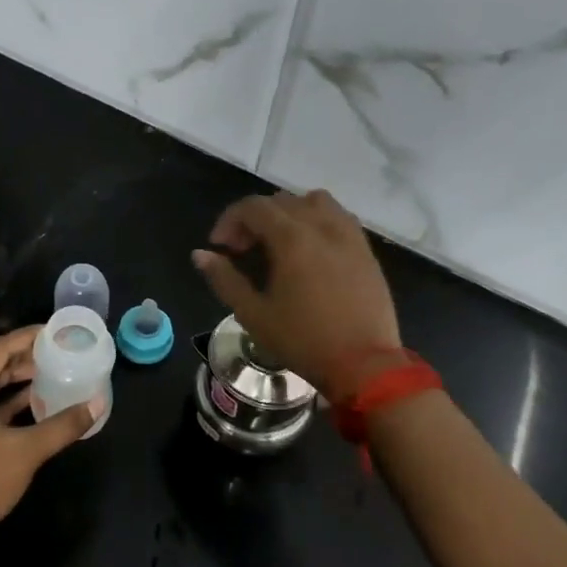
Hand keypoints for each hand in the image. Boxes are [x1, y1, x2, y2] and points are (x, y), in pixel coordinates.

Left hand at [0, 326, 98, 558]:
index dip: (23, 339)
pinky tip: (29, 400)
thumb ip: (63, 425)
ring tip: (45, 371)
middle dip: (18, 356)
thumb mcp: (27, 451)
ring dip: (9, 378)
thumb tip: (97, 404)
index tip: (50, 331)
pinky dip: (0, 398)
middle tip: (51, 350)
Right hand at [192, 189, 402, 400]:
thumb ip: (224, 279)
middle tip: (242, 250)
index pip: (253, 207)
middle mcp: (322, 226)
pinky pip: (339, 217)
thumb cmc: (303, 341)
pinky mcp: (366, 251)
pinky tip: (310, 250)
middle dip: (254, 219)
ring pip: (314, 201)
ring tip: (278, 242)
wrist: (364, 365)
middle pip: (281, 201)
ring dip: (289, 213)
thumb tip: (200, 254)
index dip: (229, 220)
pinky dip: (317, 221)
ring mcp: (349, 236)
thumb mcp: (253, 314)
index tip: (219, 247)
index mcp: (292, 238)